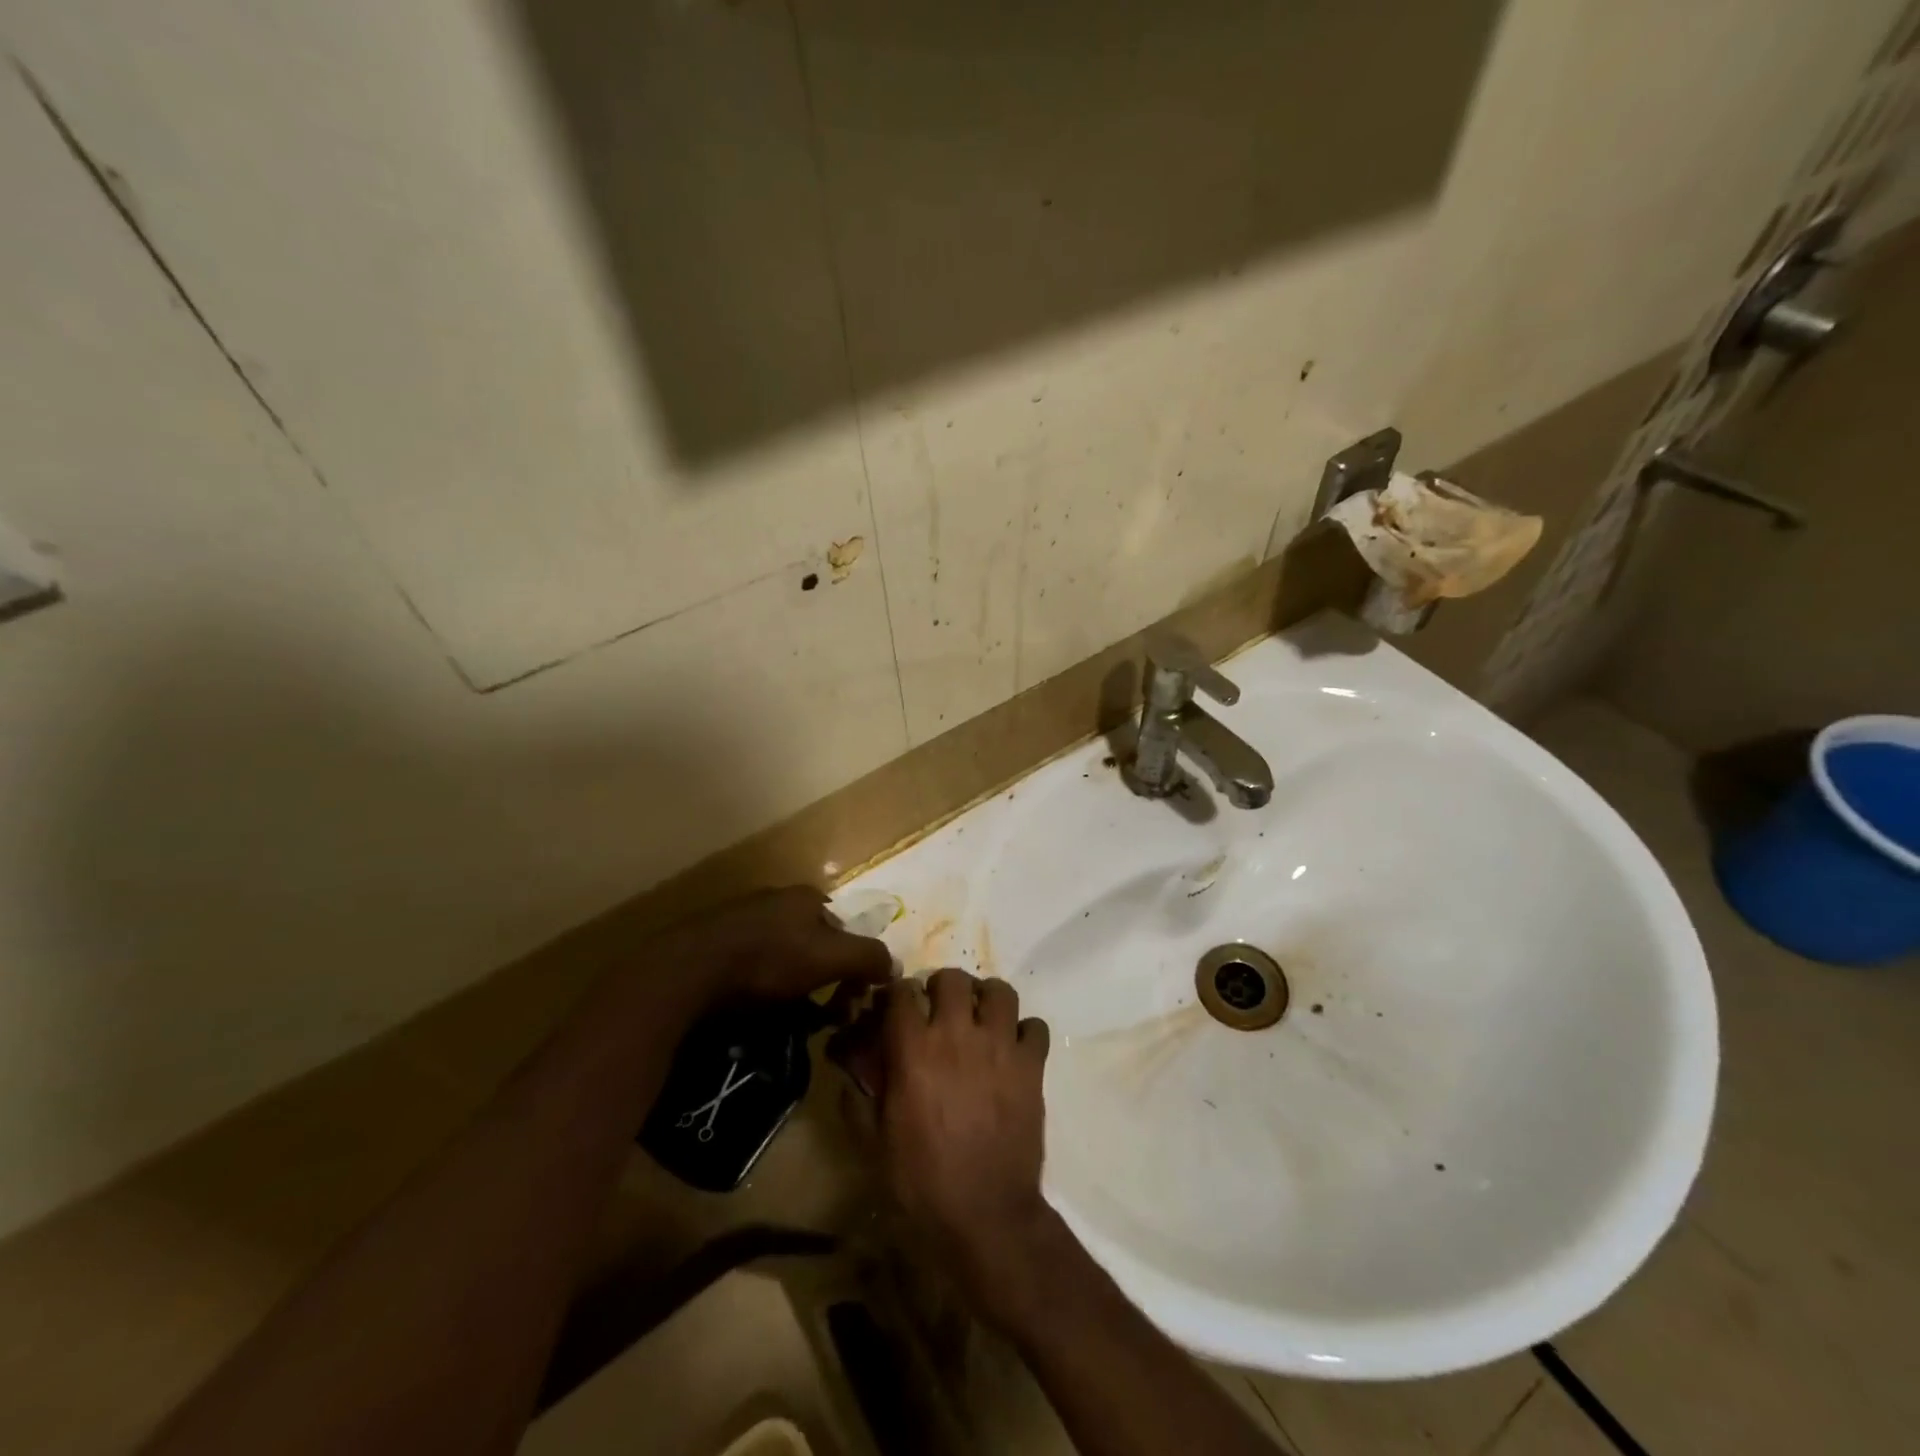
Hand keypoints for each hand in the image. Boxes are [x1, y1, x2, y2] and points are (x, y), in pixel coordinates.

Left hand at [661, 886, 892, 1007]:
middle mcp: (777, 900)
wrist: (690, 969)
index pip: (846, 929)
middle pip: (815, 943)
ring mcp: (742, 919)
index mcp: (807, 897)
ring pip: (783, 956)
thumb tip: (894, 966)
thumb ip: (868, 957)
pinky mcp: (715, 942)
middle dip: (824, 977)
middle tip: (823, 1014)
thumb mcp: (831, 957)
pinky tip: (756, 1011)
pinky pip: (752, 967)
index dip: (854, 964)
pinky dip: (762, 988)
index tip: (850, 999)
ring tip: (789, 1019)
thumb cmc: (770, 958)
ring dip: (793, 987)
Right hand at [872, 968, 1055, 1323]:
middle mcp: (958, 1035)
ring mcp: (1000, 1047)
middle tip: (941, 1011)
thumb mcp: (874, 1142)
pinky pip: (1035, 1026)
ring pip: (999, 991)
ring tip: (980, 1020)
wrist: (984, 1217)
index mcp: (914, 1050)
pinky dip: (1025, 1032)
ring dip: (987, 999)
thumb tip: (850, 1060)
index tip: (896, 1007)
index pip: (901, 992)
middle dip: (942, 988)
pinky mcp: (1032, 1065)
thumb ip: (860, 1092)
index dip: (896, 995)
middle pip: (952, 979)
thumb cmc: (921, 1183)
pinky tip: (1014, 1050)